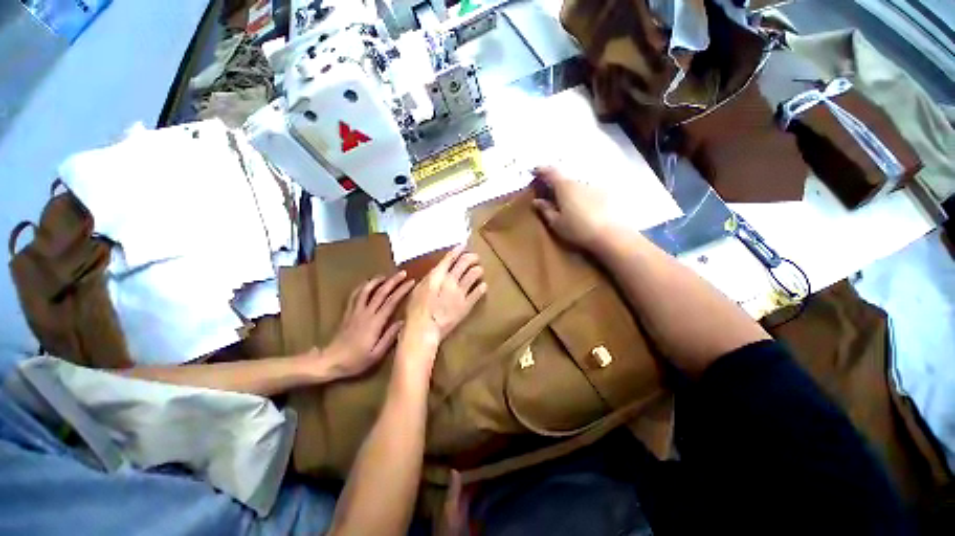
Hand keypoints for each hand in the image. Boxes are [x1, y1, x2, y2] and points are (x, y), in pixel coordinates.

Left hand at [322, 271, 415, 377]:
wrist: (329, 361)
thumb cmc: (355, 361)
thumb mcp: (376, 354)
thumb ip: (390, 337)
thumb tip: (403, 321)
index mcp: (375, 323)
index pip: (391, 302)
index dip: (402, 290)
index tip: (411, 282)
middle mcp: (365, 313)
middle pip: (381, 292)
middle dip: (393, 281)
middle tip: (402, 273)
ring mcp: (355, 311)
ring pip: (366, 291)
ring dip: (377, 281)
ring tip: (386, 275)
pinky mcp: (347, 313)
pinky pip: (354, 296)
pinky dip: (362, 287)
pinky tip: (367, 284)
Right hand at [399, 246, 486, 364]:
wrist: (424, 329)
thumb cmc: (416, 310)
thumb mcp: (418, 290)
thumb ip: (429, 279)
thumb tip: (438, 273)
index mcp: (437, 275)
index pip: (450, 258)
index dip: (457, 251)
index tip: (463, 246)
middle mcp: (451, 280)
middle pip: (464, 263)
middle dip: (471, 257)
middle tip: (475, 256)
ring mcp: (460, 292)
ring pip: (474, 274)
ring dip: (478, 269)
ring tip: (479, 269)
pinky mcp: (467, 305)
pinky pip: (478, 292)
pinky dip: (482, 287)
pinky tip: (483, 285)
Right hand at [531, 166, 614, 251]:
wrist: (610, 234)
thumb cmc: (578, 229)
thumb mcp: (556, 223)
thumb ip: (545, 210)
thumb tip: (537, 201)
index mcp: (564, 186)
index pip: (550, 172)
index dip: (541, 170)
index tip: (534, 172)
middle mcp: (579, 181)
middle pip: (564, 178)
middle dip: (555, 183)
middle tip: (548, 192)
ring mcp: (594, 186)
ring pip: (576, 185)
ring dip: (569, 190)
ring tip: (565, 202)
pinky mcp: (605, 193)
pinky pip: (587, 191)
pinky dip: (581, 195)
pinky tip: (582, 207)